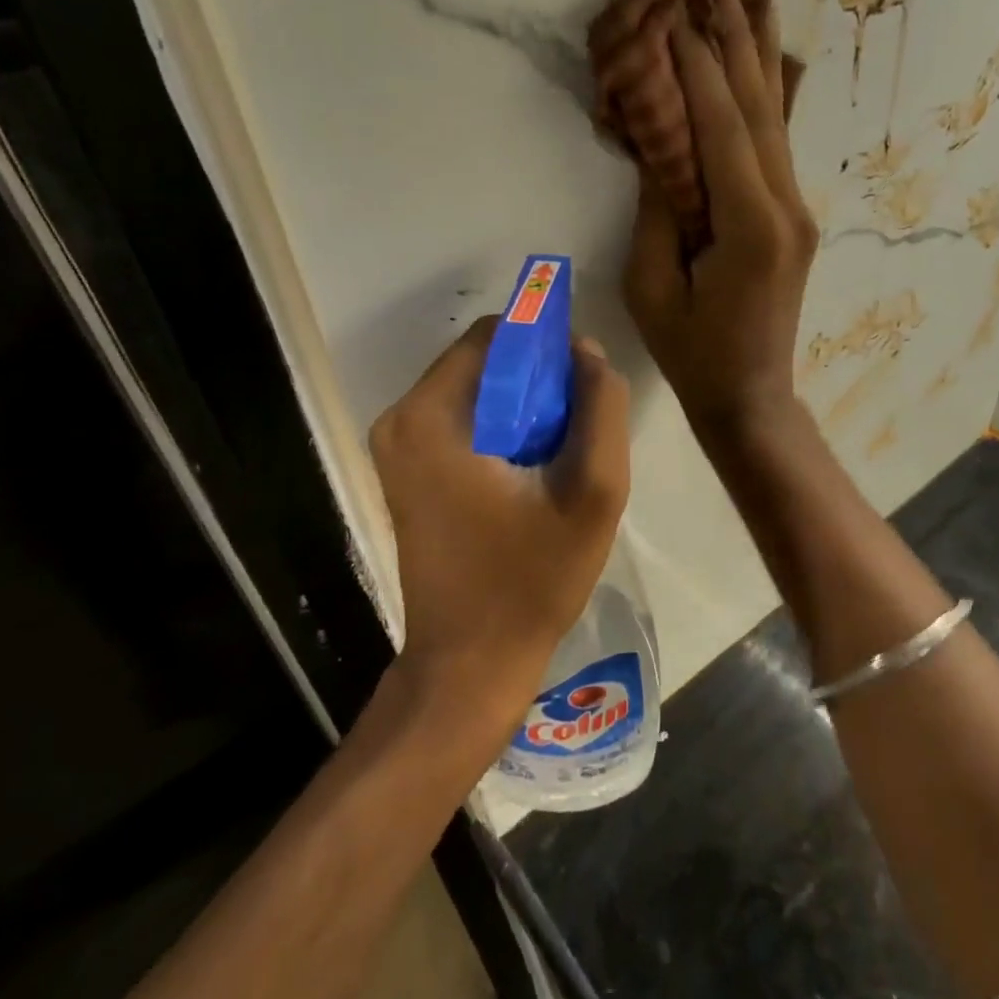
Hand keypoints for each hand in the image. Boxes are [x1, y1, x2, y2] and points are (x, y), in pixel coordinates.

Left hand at [370, 318, 630, 718]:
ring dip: (523, 405)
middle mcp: (401, 419)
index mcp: (432, 415)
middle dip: (536, 378)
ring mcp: (397, 446)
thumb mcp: (594, 493)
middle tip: (576, 428)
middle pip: (483, 360)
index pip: (496, 334)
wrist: (470, 663)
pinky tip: (530, 471)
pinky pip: (462, 418)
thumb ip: (602, 410)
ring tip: (557, 455)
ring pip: (475, 388)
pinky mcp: (405, 469)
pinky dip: (501, 426)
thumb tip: (588, 352)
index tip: (582, 384)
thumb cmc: (531, 581)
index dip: (546, 345)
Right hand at [624, 0, 817, 441]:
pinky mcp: (794, 218)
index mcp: (750, 228)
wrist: (751, 397)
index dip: (699, 69)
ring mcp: (797, 211)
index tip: (680, 12)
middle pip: (759, 109)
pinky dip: (764, 96)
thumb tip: (661, 147)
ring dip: (756, 54)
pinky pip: (777, 145)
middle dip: (736, 40)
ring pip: (775, 119)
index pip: (723, 129)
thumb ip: (659, 211)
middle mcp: (786, 208)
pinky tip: (763, 59)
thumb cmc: (693, 354)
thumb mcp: (654, 287)